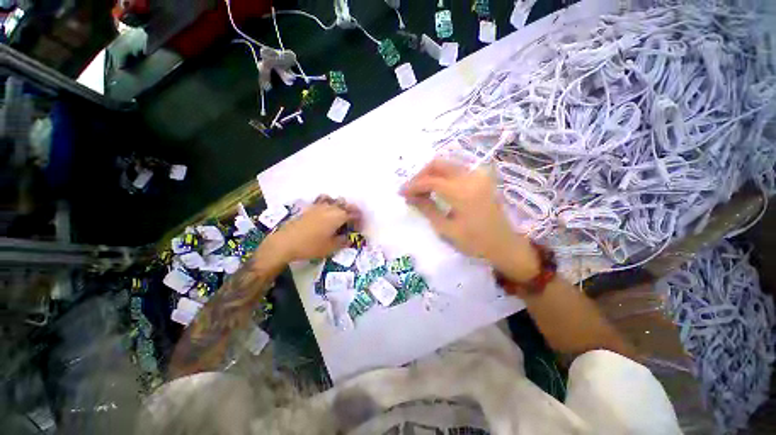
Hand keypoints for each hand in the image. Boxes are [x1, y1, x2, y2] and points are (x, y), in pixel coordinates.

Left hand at [263, 195, 362, 262]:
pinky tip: (327, 211)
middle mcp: (330, 208)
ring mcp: (319, 206)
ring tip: (341, 215)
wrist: (286, 242)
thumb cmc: (311, 246)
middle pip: (346, 205)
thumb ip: (343, 241)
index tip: (360, 227)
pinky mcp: (310, 208)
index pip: (354, 214)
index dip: (359, 220)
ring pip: (335, 200)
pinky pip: (324, 200)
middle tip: (354, 221)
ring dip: (342, 206)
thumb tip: (349, 238)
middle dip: (353, 211)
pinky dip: (329, 203)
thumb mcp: (331, 247)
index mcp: (338, 217)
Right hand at [400, 159, 538, 281]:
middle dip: (421, 175)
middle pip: (438, 164)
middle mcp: (471, 177)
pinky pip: (456, 170)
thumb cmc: (474, 242)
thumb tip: (410, 197)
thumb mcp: (446, 228)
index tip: (401, 192)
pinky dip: (442, 176)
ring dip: (431, 174)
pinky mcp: (481, 178)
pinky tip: (436, 188)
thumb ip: (427, 208)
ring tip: (420, 190)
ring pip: (447, 165)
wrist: (503, 244)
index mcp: (462, 192)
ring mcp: (478, 176)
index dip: (413, 185)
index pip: (431, 180)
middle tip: (410, 189)